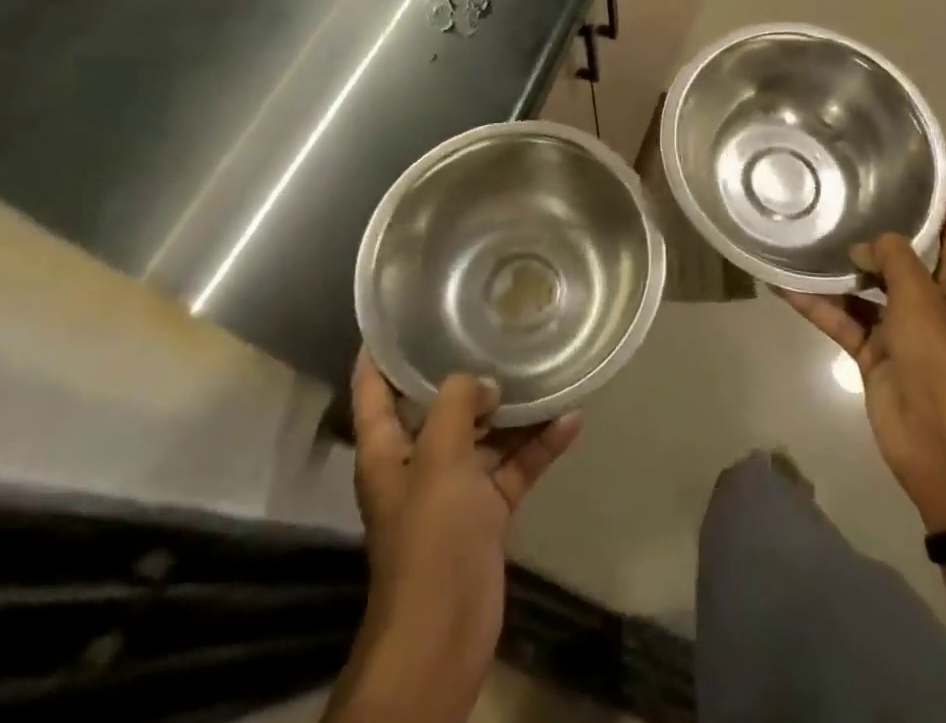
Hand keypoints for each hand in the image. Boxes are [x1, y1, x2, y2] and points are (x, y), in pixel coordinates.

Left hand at [338, 355, 582, 718]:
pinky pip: (514, 465)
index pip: (373, 388)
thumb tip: (484, 383)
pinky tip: (571, 418)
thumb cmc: (429, 538)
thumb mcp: (439, 458)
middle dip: (464, 370)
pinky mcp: (486, 512)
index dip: (379, 351)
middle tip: (493, 325)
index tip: (398, 312)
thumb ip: (458, 405)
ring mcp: (454, 487)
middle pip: (439, 404)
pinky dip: (539, 445)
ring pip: (485, 433)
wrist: (444, 634)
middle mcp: (418, 461)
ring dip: (513, 407)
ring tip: (544, 364)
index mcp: (387, 449)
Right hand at [780, 199, 945, 532]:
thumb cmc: (945, 364)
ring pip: (864, 288)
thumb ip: (894, 259)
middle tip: (838, 196)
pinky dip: (817, 305)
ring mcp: (900, 329)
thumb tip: (864, 245)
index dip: (940, 201)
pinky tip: (785, 285)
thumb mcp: (923, 299)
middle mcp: (930, 302)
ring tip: (803, 235)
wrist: (944, 450)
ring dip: (837, 269)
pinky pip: (841, 319)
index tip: (909, 170)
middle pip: (903, 257)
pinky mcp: (873, 353)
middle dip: (875, 231)